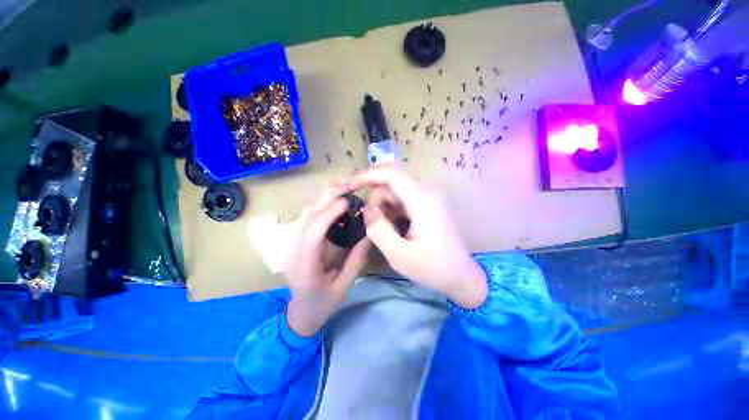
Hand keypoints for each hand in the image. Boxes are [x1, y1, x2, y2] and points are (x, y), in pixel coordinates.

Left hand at [284, 183, 370, 336]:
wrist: (301, 313)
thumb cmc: (323, 303)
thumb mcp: (344, 286)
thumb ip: (356, 260)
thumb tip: (368, 234)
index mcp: (305, 266)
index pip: (314, 233)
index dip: (329, 213)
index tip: (347, 201)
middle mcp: (294, 251)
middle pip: (307, 218)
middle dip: (326, 198)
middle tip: (347, 186)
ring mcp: (292, 245)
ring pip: (305, 215)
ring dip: (323, 199)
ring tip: (342, 191)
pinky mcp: (296, 242)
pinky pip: (307, 219)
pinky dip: (321, 207)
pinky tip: (334, 204)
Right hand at [350, 165, 487, 308]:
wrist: (462, 276)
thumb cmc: (432, 268)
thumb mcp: (399, 254)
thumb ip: (378, 229)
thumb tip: (367, 209)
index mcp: (423, 201)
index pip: (392, 174)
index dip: (368, 175)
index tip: (351, 187)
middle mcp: (428, 192)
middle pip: (392, 184)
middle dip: (377, 202)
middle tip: (375, 227)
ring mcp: (431, 197)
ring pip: (397, 192)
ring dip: (385, 209)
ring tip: (389, 232)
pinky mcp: (430, 204)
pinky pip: (405, 199)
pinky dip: (394, 211)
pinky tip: (397, 229)